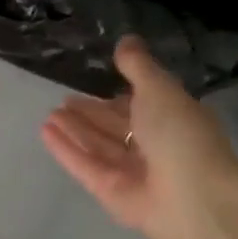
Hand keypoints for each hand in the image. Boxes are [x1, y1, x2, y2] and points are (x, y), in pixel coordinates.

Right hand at [41, 37, 237, 238]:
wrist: (192, 198)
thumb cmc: (181, 135)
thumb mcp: (160, 89)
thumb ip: (138, 66)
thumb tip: (126, 40)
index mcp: (176, 122)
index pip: (144, 107)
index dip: (121, 97)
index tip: (98, 84)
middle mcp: (156, 149)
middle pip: (118, 128)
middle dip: (91, 114)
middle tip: (64, 100)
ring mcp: (134, 173)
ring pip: (100, 147)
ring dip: (75, 130)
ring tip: (50, 114)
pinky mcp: (112, 193)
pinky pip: (86, 166)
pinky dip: (66, 150)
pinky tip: (45, 131)